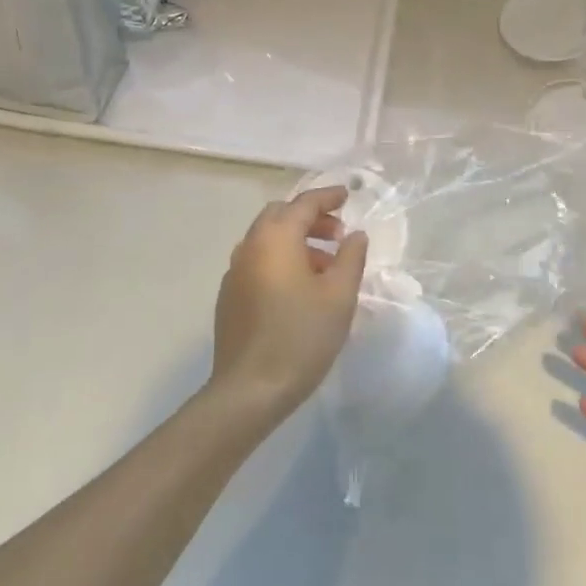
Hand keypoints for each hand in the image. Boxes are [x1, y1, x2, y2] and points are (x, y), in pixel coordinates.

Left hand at [208, 185, 368, 421]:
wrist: (249, 390)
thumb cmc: (301, 336)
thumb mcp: (339, 296)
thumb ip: (350, 257)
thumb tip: (355, 235)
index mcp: (275, 238)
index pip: (304, 203)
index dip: (328, 197)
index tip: (348, 195)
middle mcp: (250, 246)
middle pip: (280, 215)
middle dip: (310, 217)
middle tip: (338, 235)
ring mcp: (234, 272)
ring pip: (267, 240)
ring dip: (296, 240)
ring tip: (325, 266)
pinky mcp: (229, 296)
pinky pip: (257, 262)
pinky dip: (280, 260)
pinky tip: (299, 288)